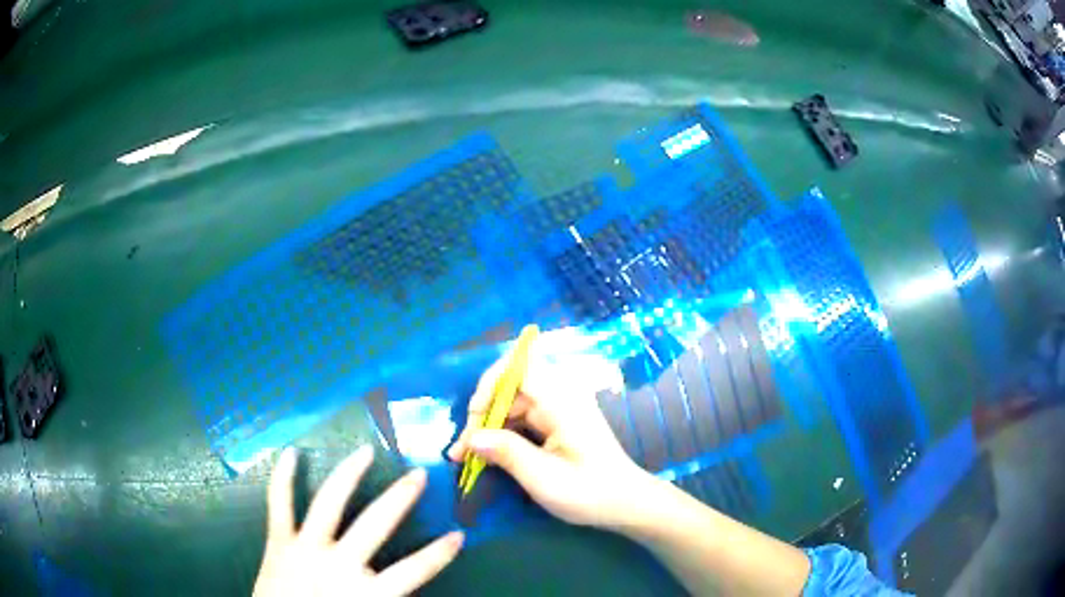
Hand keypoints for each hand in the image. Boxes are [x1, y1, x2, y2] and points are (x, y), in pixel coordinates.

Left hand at [253, 446, 462, 596]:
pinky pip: (279, 505)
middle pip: (375, 525)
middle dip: (400, 498)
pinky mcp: (279, 541)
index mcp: (367, 592)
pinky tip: (290, 453)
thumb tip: (405, 586)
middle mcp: (338, 564)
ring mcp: (306, 548)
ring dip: (349, 474)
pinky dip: (282, 479)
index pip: (414, 571)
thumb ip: (387, 596)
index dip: (438, 554)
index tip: (459, 535)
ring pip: (329, 503)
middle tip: (419, 474)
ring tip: (366, 451)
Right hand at [447, 349, 651, 527]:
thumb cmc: (588, 492)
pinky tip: (487, 456)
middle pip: (509, 388)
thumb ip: (506, 452)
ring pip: (511, 404)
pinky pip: (521, 417)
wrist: (624, 503)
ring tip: (465, 457)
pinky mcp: (557, 421)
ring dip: (488, 428)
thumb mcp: (543, 477)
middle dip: (482, 416)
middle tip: (462, 451)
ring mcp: (559, 408)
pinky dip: (502, 434)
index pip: (517, 366)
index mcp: (561, 400)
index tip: (475, 421)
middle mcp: (560, 395)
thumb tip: (472, 438)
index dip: (489, 386)